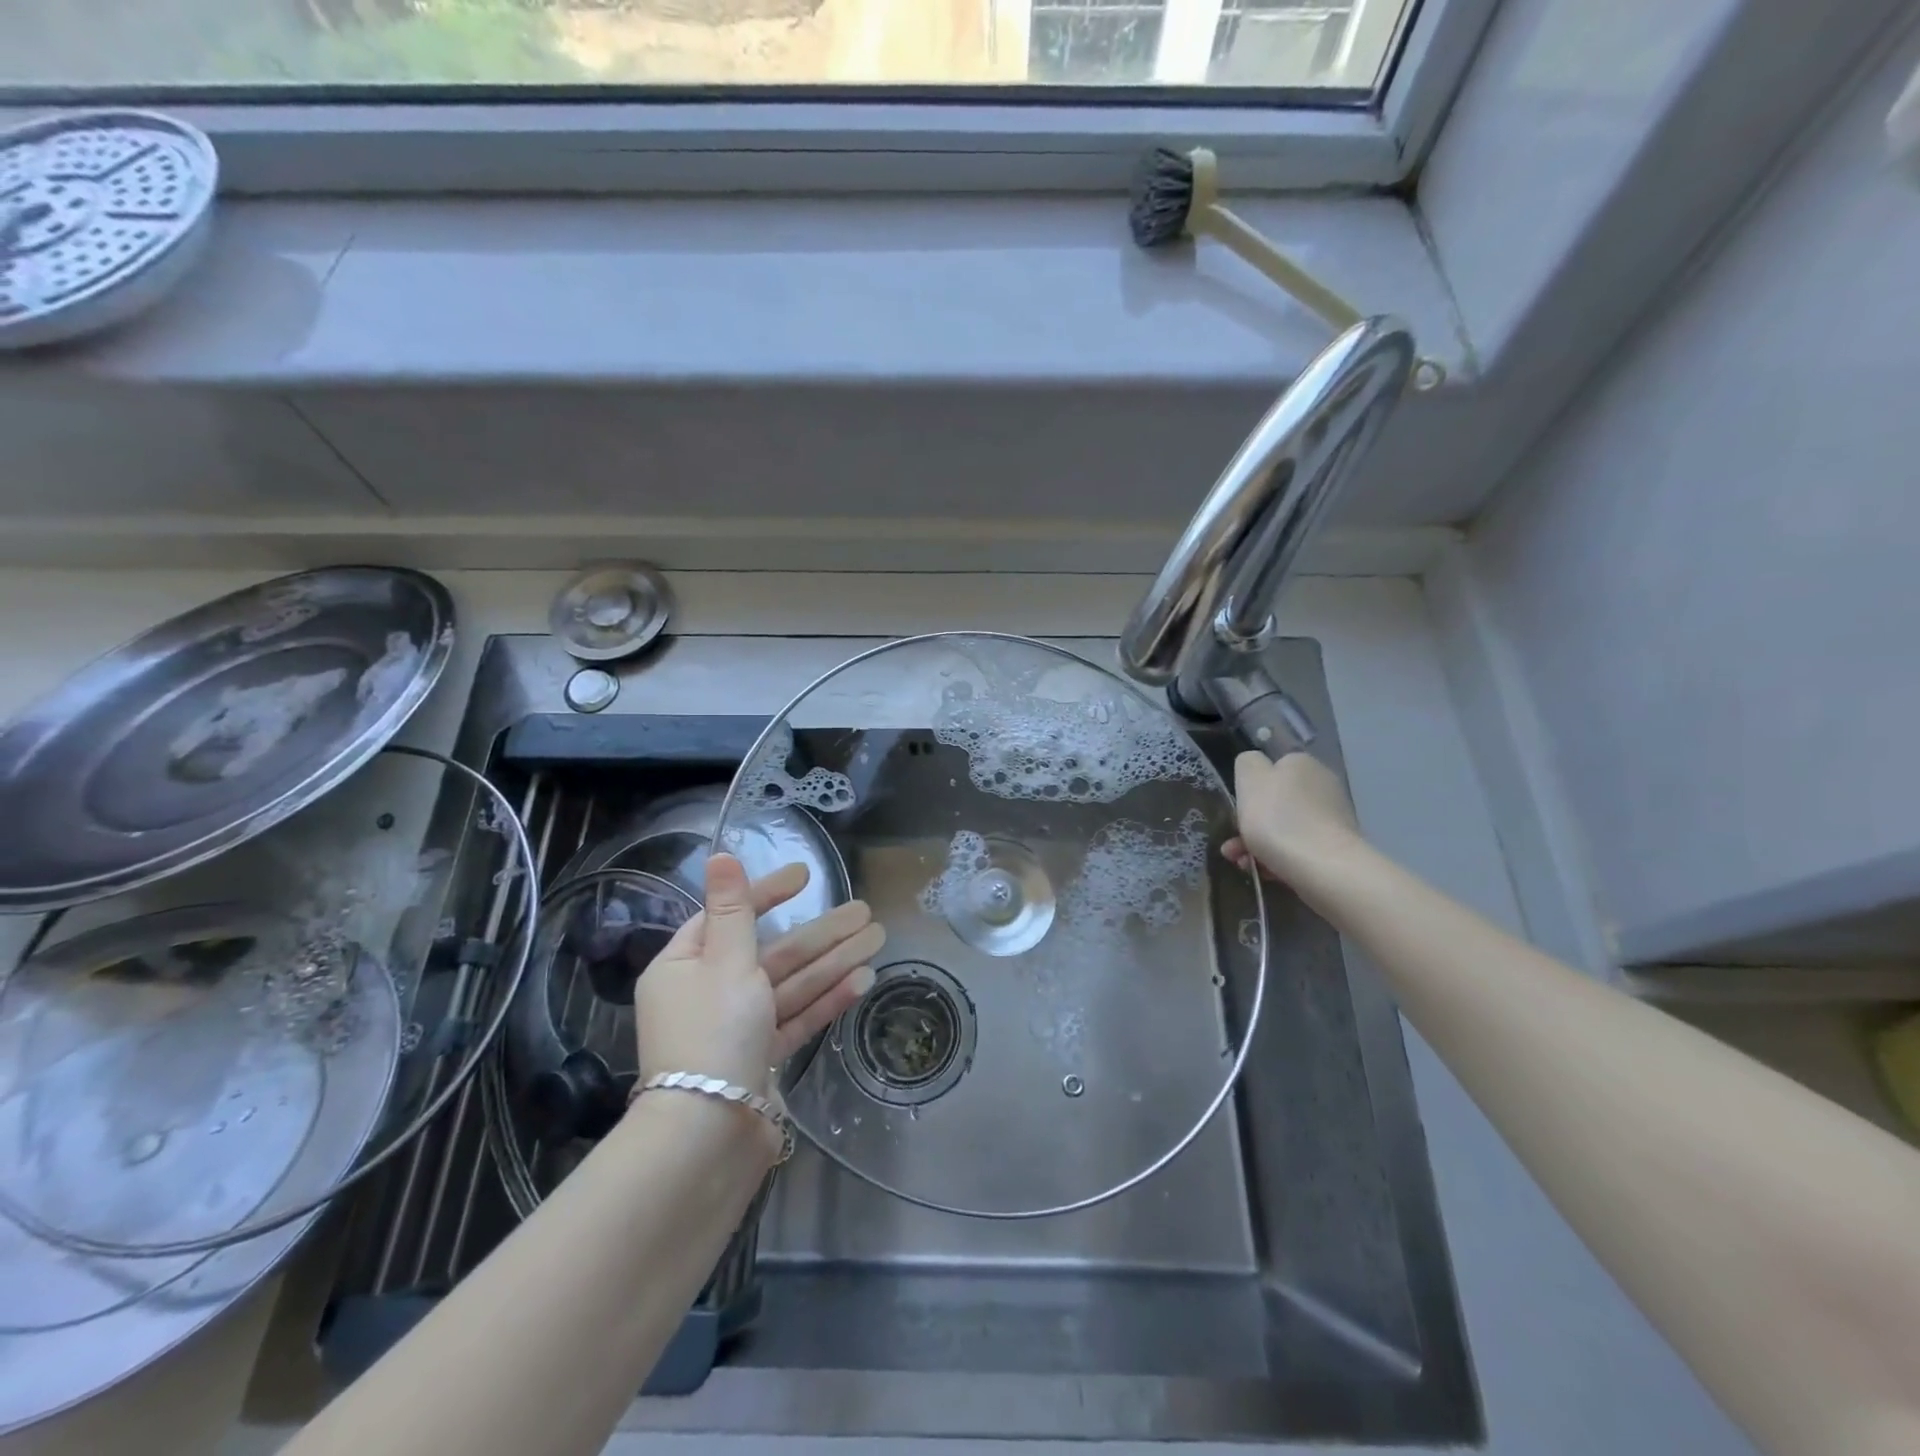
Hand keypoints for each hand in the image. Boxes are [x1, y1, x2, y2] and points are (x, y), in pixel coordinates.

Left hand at [634, 854, 883, 1094]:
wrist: (708, 1135)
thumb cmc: (713, 1032)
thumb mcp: (726, 960)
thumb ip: (734, 908)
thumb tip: (719, 856)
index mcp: (685, 966)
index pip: (730, 916)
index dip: (769, 893)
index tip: (806, 876)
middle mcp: (707, 993)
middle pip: (772, 951)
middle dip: (820, 931)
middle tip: (864, 910)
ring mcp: (736, 1028)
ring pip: (790, 984)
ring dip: (833, 961)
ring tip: (877, 937)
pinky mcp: (760, 1058)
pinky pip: (795, 1018)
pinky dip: (825, 1000)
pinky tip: (862, 980)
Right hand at [1224, 750, 1362, 882]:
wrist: (1324, 867)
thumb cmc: (1278, 819)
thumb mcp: (1249, 779)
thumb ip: (1247, 763)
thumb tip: (1255, 766)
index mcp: (1301, 763)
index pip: (1270, 769)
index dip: (1249, 791)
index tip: (1235, 811)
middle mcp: (1322, 784)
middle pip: (1276, 803)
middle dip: (1250, 825)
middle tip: (1233, 846)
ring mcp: (1333, 817)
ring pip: (1284, 828)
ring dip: (1259, 845)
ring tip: (1243, 865)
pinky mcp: (1337, 847)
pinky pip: (1300, 848)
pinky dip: (1280, 859)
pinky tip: (1267, 874)